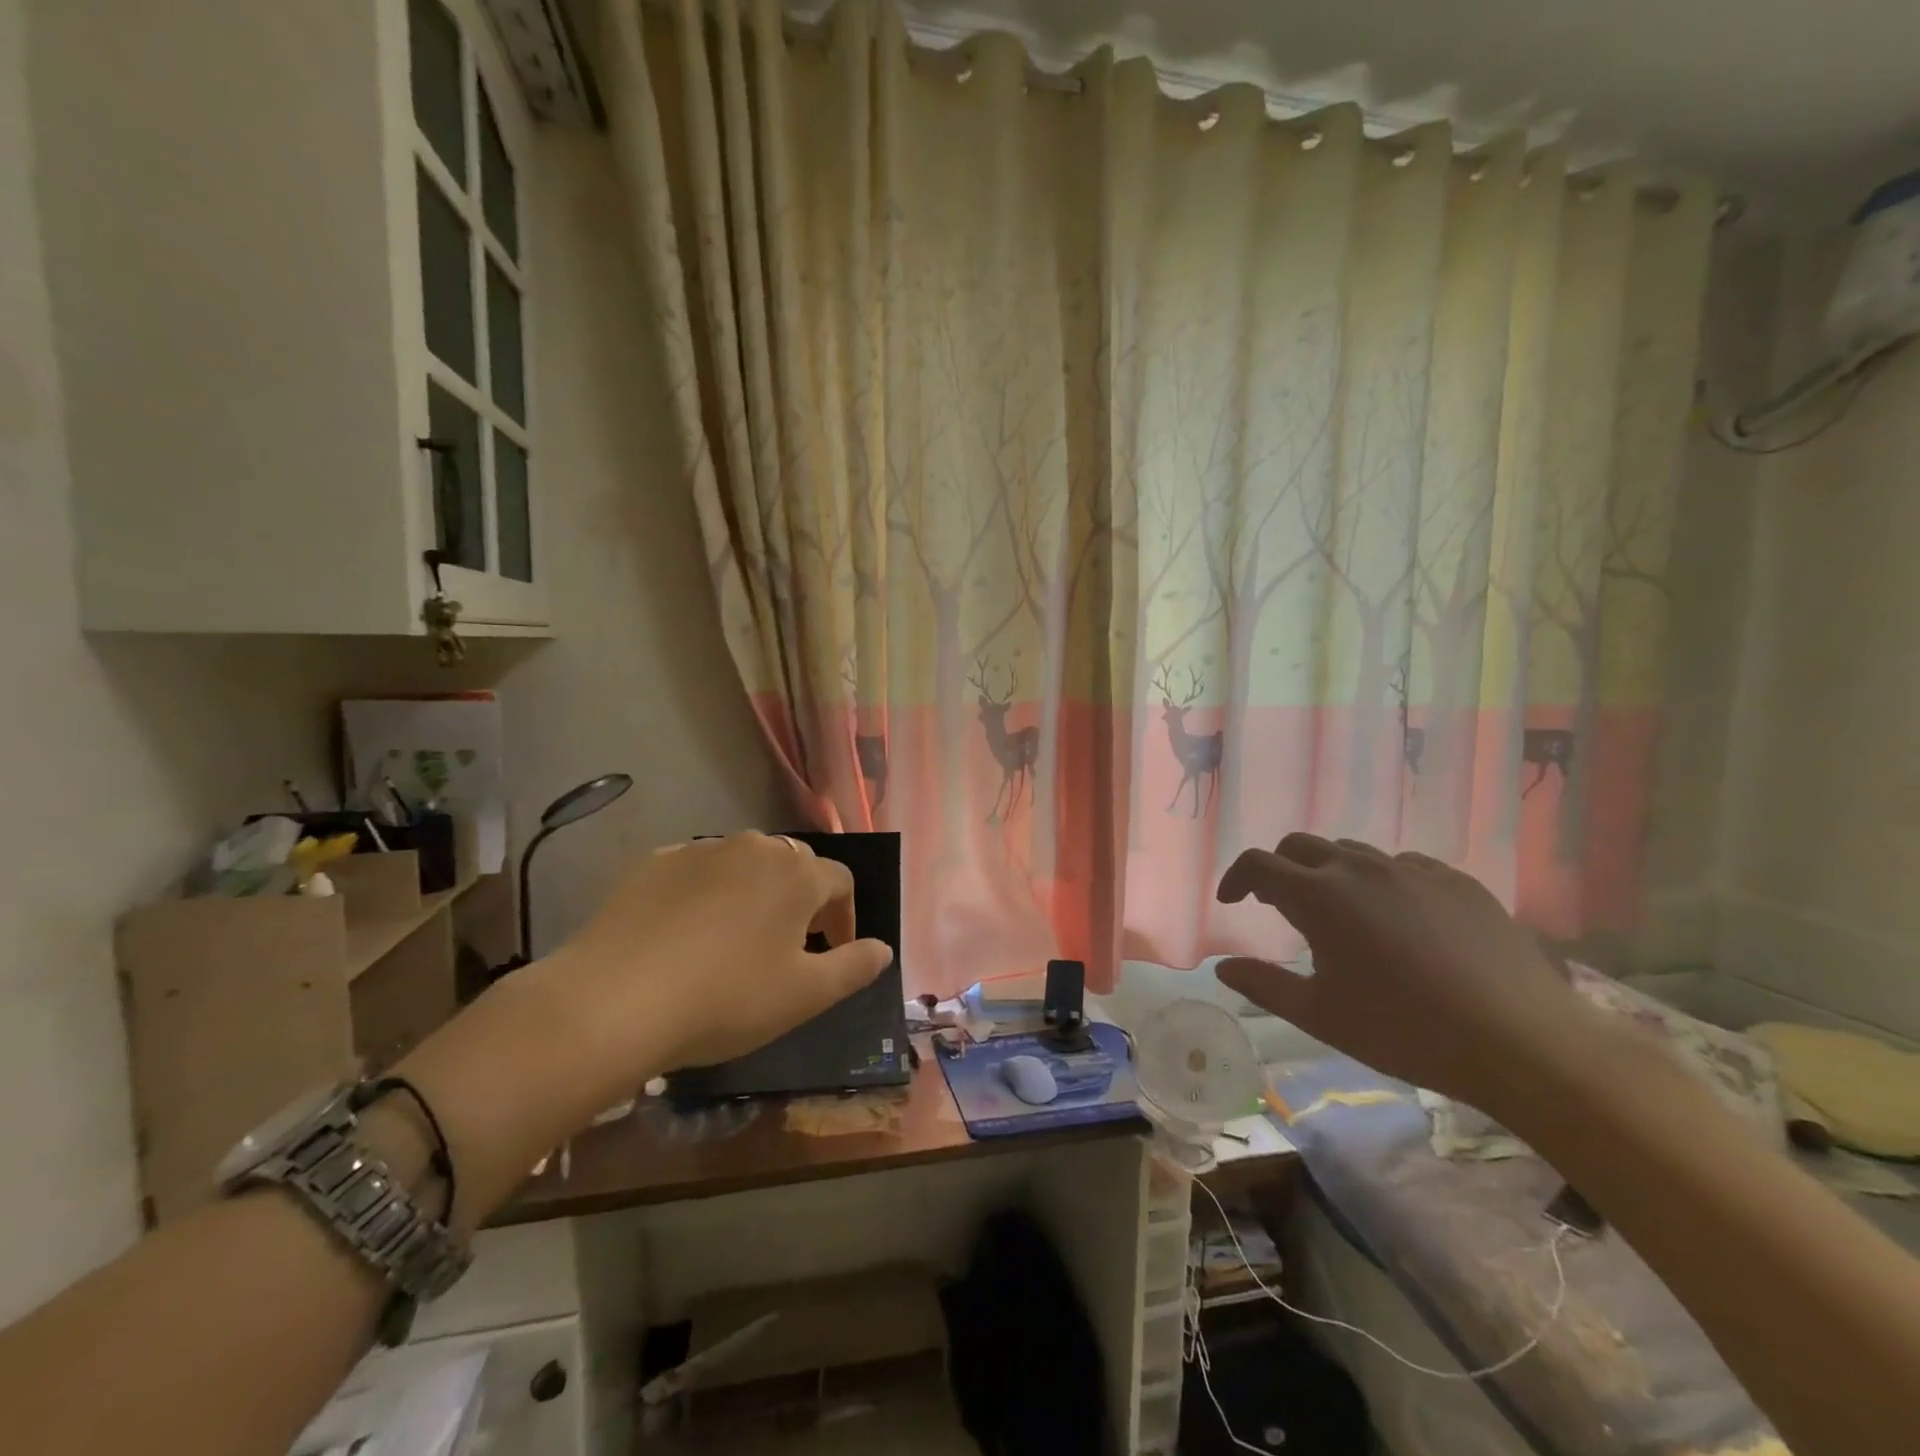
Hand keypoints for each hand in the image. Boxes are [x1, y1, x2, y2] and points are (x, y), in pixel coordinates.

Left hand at [397, 832, 892, 1224]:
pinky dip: (707, 893)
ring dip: (754, 894)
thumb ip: (854, 967)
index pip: (841, 882)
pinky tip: (687, 933)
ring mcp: (701, 850)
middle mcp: (755, 847)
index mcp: (797, 873)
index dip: (845, 917)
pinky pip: (698, 872)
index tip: (832, 952)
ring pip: (744, 865)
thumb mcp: (805, 996)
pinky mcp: (655, 862)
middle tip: (788, 948)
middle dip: (801, 902)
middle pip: (794, 867)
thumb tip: (884, 948)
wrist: (614, 1000)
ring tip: (736, 940)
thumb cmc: (726, 999)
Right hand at [1214, 834, 1598, 1110]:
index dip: (1236, 878)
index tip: (1232, 902)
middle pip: (1300, 846)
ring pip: (1352, 853)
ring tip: (1340, 912)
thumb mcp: (1320, 1016)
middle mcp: (1359, 868)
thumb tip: (1223, 967)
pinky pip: (1403, 866)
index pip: (1258, 864)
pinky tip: (1399, 919)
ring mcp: (1412, 870)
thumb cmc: (1404, 1030)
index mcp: (1318, 896)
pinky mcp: (1456, 881)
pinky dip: (1382, 882)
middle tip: (1278, 904)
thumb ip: (1264, 985)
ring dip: (1330, 873)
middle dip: (1280, 868)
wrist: (1521, 1041)